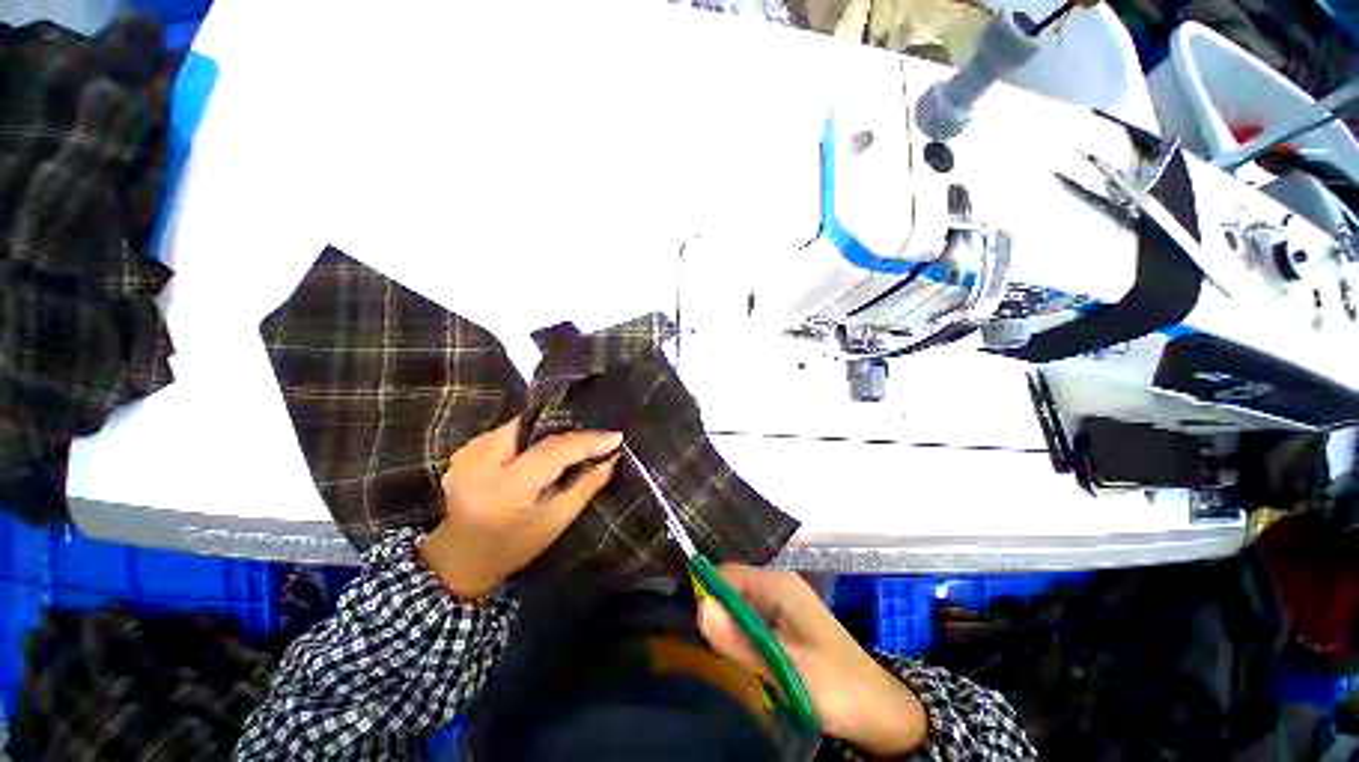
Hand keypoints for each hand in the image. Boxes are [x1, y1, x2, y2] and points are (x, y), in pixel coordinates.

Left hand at [422, 417, 621, 599]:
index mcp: (502, 489)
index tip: (615, 437)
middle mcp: (478, 463)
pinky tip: (542, 450)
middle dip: (567, 431)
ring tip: (573, 444)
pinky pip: (508, 431)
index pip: (551, 451)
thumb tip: (611, 456)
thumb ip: (585, 486)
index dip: (586, 441)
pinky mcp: (465, 448)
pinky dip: (531, 436)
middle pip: (534, 429)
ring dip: (549, 432)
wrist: (459, 559)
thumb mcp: (554, 522)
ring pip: (521, 426)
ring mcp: (467, 453)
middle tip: (594, 439)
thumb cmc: (511, 548)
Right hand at [697, 564, 927, 755]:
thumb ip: (742, 641)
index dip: (709, 596)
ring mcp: (781, 602)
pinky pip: (750, 618)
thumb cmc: (836, 687)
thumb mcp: (787, 669)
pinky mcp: (783, 620)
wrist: (878, 710)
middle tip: (715, 652)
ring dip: (729, 628)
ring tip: (726, 658)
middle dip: (718, 615)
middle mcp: (778, 585)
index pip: (728, 574)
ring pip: (739, 604)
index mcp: (779, 585)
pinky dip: (741, 635)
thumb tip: (700, 608)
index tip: (701, 632)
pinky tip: (743, 658)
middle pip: (731, 587)